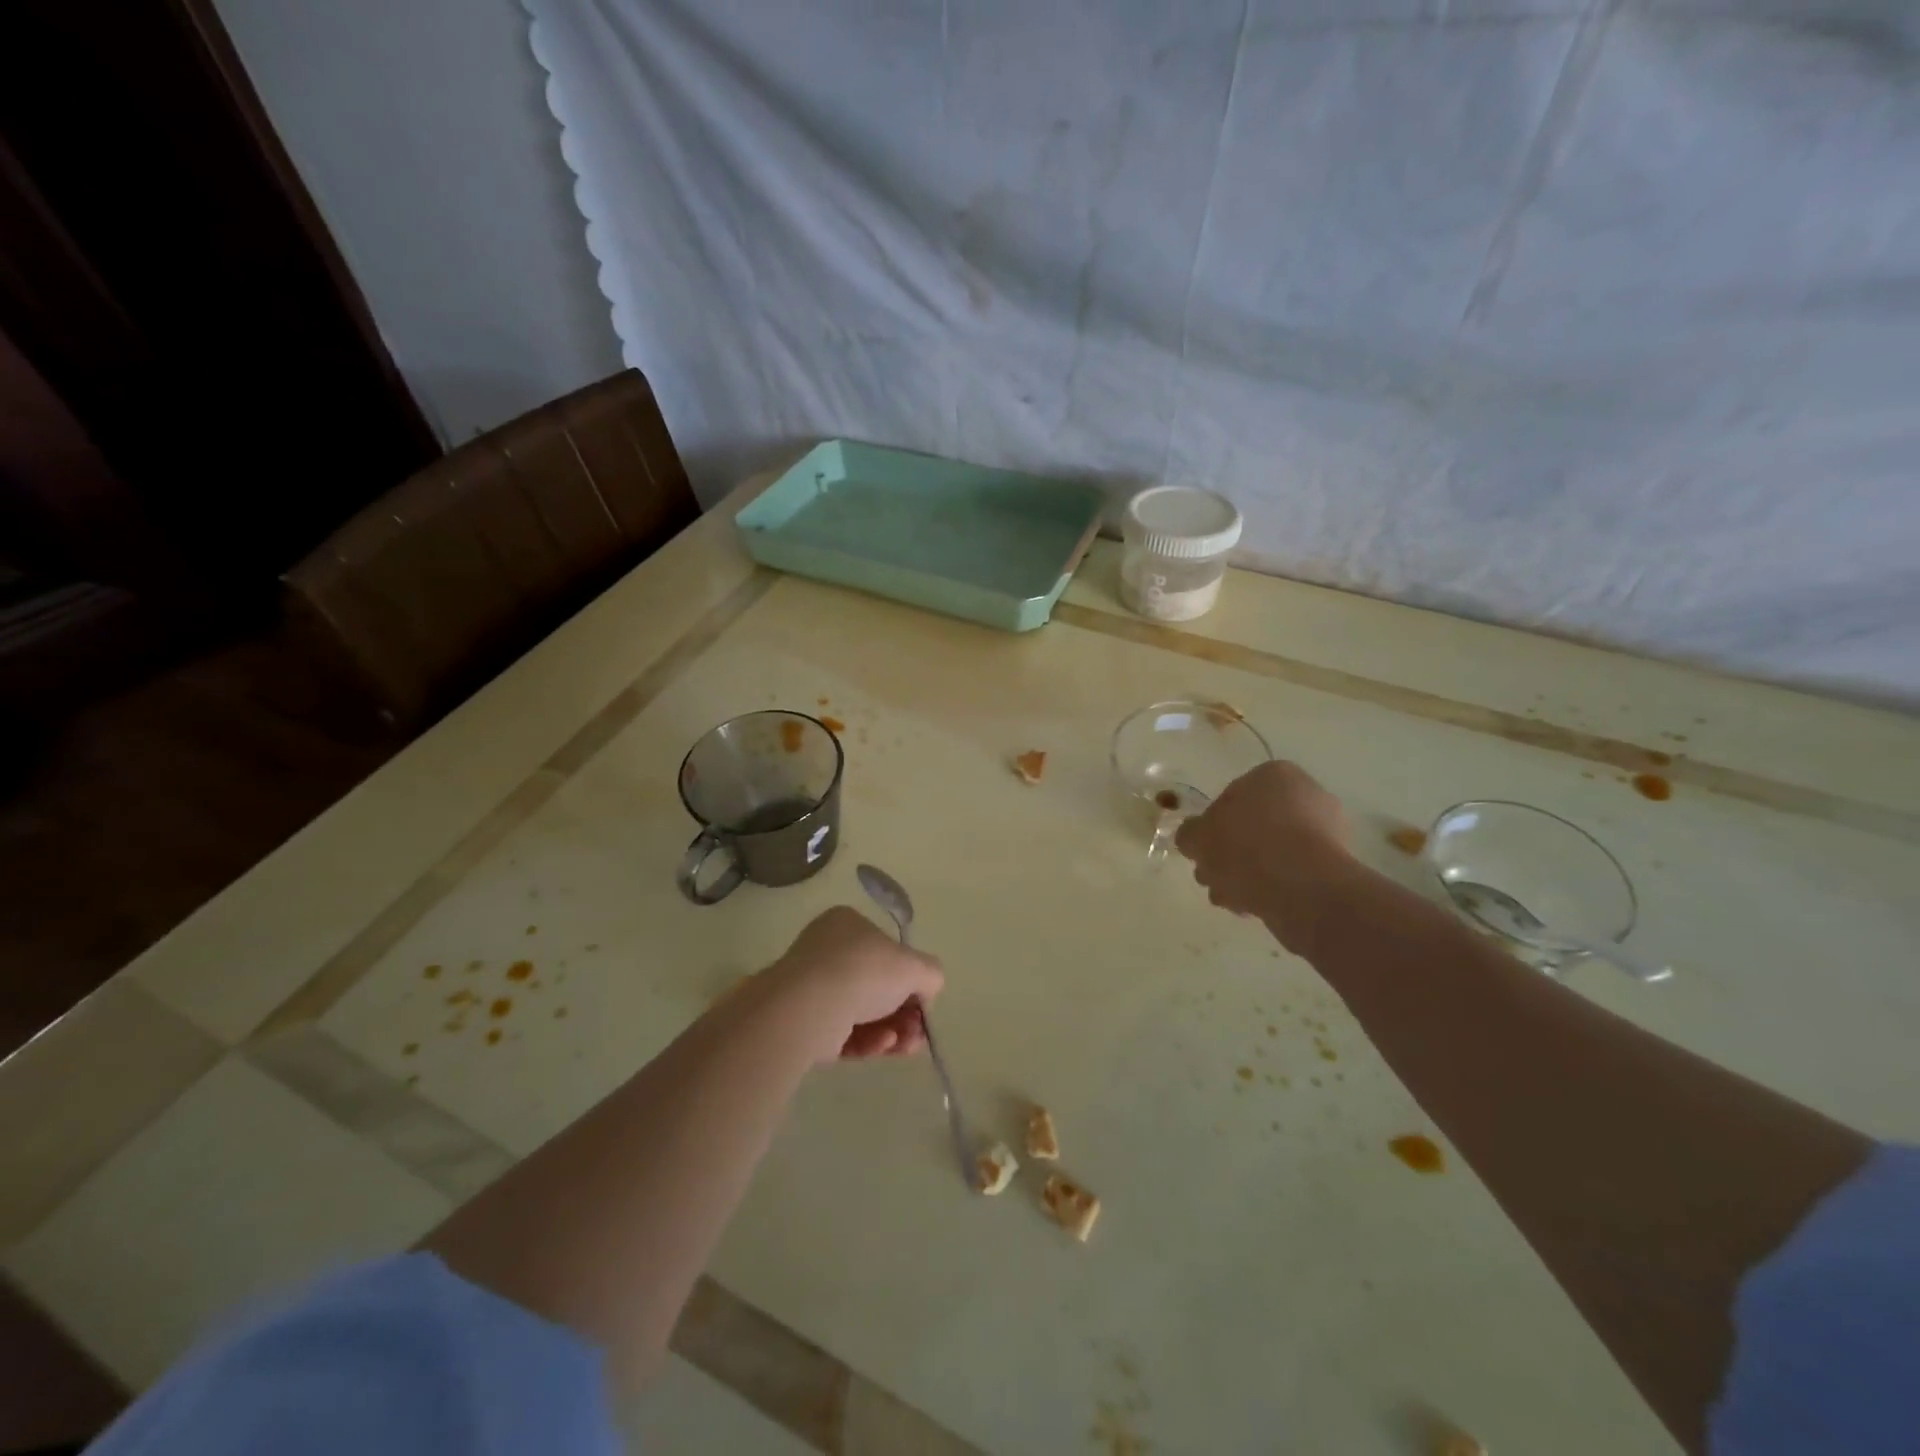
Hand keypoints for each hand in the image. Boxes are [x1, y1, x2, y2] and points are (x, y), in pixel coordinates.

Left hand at [760, 905, 944, 1063]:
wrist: (810, 1007)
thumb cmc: (864, 971)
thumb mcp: (914, 966)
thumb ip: (930, 974)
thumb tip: (927, 989)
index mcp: (847, 924)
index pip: (886, 950)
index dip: (909, 977)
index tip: (924, 1002)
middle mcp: (826, 951)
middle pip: (876, 986)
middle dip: (903, 1013)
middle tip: (919, 1033)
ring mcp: (811, 988)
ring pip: (862, 1013)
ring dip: (891, 1031)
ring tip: (906, 1047)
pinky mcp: (803, 1024)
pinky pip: (843, 1033)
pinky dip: (867, 1041)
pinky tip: (883, 1047)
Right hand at [1174, 761, 1355, 952]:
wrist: (1299, 888)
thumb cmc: (1244, 847)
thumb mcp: (1198, 837)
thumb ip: (1190, 833)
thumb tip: (1194, 837)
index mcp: (1273, 775)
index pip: (1233, 795)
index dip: (1213, 826)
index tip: (1204, 850)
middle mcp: (1306, 794)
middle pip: (1253, 826)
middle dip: (1231, 853)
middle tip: (1212, 876)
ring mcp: (1326, 832)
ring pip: (1271, 853)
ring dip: (1247, 874)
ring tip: (1229, 898)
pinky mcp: (1335, 868)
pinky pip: (1291, 874)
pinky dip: (1272, 887)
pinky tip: (1253, 907)